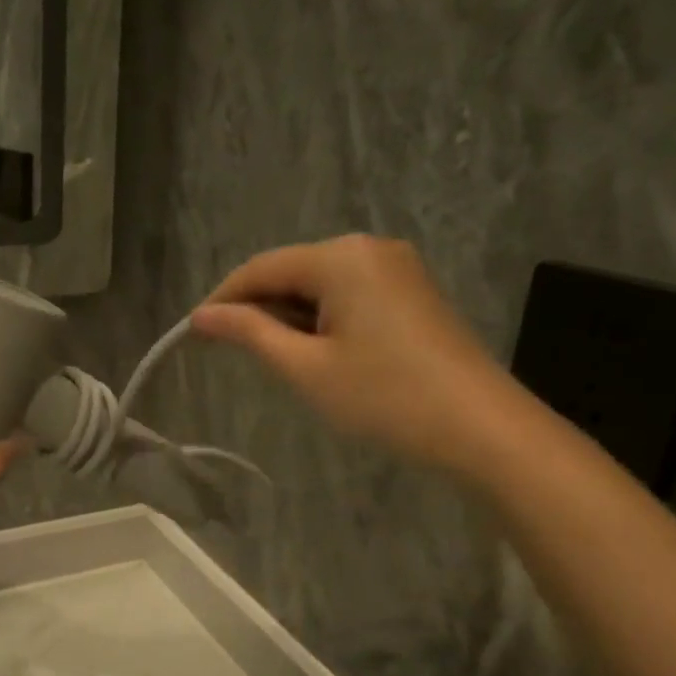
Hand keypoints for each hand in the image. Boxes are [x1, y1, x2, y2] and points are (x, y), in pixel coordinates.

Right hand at [189, 236, 517, 473]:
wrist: (481, 428)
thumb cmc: (385, 397)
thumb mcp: (306, 368)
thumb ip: (250, 333)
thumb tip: (201, 316)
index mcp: (341, 257)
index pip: (261, 268)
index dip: (223, 300)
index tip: (193, 335)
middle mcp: (369, 248)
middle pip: (292, 271)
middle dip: (259, 309)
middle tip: (234, 356)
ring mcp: (396, 267)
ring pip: (320, 284)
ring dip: (290, 317)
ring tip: (278, 362)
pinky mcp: (412, 291)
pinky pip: (349, 294)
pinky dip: (322, 319)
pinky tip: (319, 353)